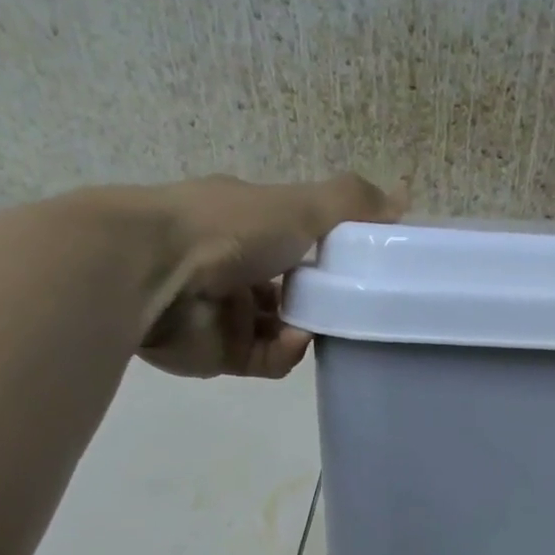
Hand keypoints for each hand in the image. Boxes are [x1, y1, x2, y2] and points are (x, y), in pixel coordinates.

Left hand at [138, 172, 403, 378]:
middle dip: (322, 300)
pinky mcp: (220, 353)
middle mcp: (234, 265)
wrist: (151, 275)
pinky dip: (283, 352)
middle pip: (292, 289)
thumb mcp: (298, 206)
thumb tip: (403, 195)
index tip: (360, 267)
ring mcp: (225, 311)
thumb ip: (350, 204)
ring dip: (306, 330)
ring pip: (283, 329)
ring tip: (316, 328)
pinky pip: (267, 359)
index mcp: (246, 223)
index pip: (296, 238)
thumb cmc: (226, 230)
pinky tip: (290, 341)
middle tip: (349, 307)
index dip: (329, 253)